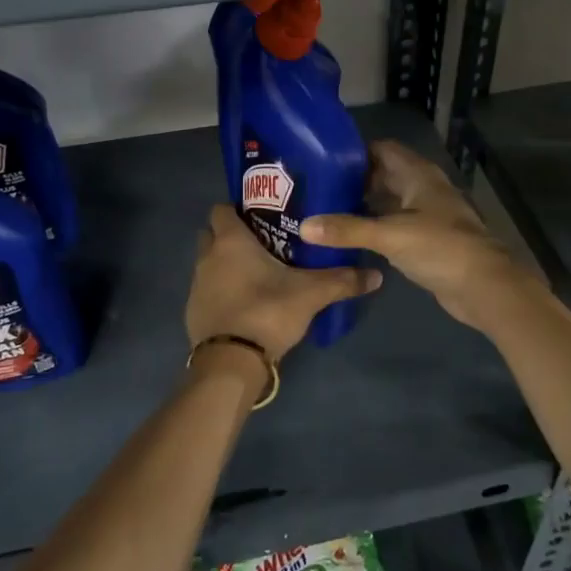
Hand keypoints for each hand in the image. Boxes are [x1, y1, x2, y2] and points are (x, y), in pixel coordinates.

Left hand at [186, 205, 381, 361]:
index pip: (221, 209)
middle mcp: (207, 257)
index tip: (261, 215)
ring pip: (209, 263)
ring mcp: (197, 285)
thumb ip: (343, 281)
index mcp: (230, 241)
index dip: (237, 208)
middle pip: (212, 234)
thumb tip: (377, 275)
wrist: (231, 362)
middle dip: (231, 235)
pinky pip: (208, 290)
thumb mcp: (311, 294)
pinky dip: (222, 291)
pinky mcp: (193, 311)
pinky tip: (246, 302)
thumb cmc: (267, 311)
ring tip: (257, 273)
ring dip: (226, 264)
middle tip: (263, 242)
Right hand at [301, 141, 529, 330]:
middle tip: (318, 186)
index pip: (383, 150)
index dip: (355, 152)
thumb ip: (347, 229)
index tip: (323, 159)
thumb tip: (304, 226)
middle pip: (385, 175)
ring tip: (326, 209)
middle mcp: (423, 189)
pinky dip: (375, 226)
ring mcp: (427, 215)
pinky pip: (394, 225)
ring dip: (364, 204)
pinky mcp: (427, 240)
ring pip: (390, 201)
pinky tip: (350, 236)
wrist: (483, 286)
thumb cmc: (440, 248)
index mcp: (419, 175)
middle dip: (355, 179)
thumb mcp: (389, 235)